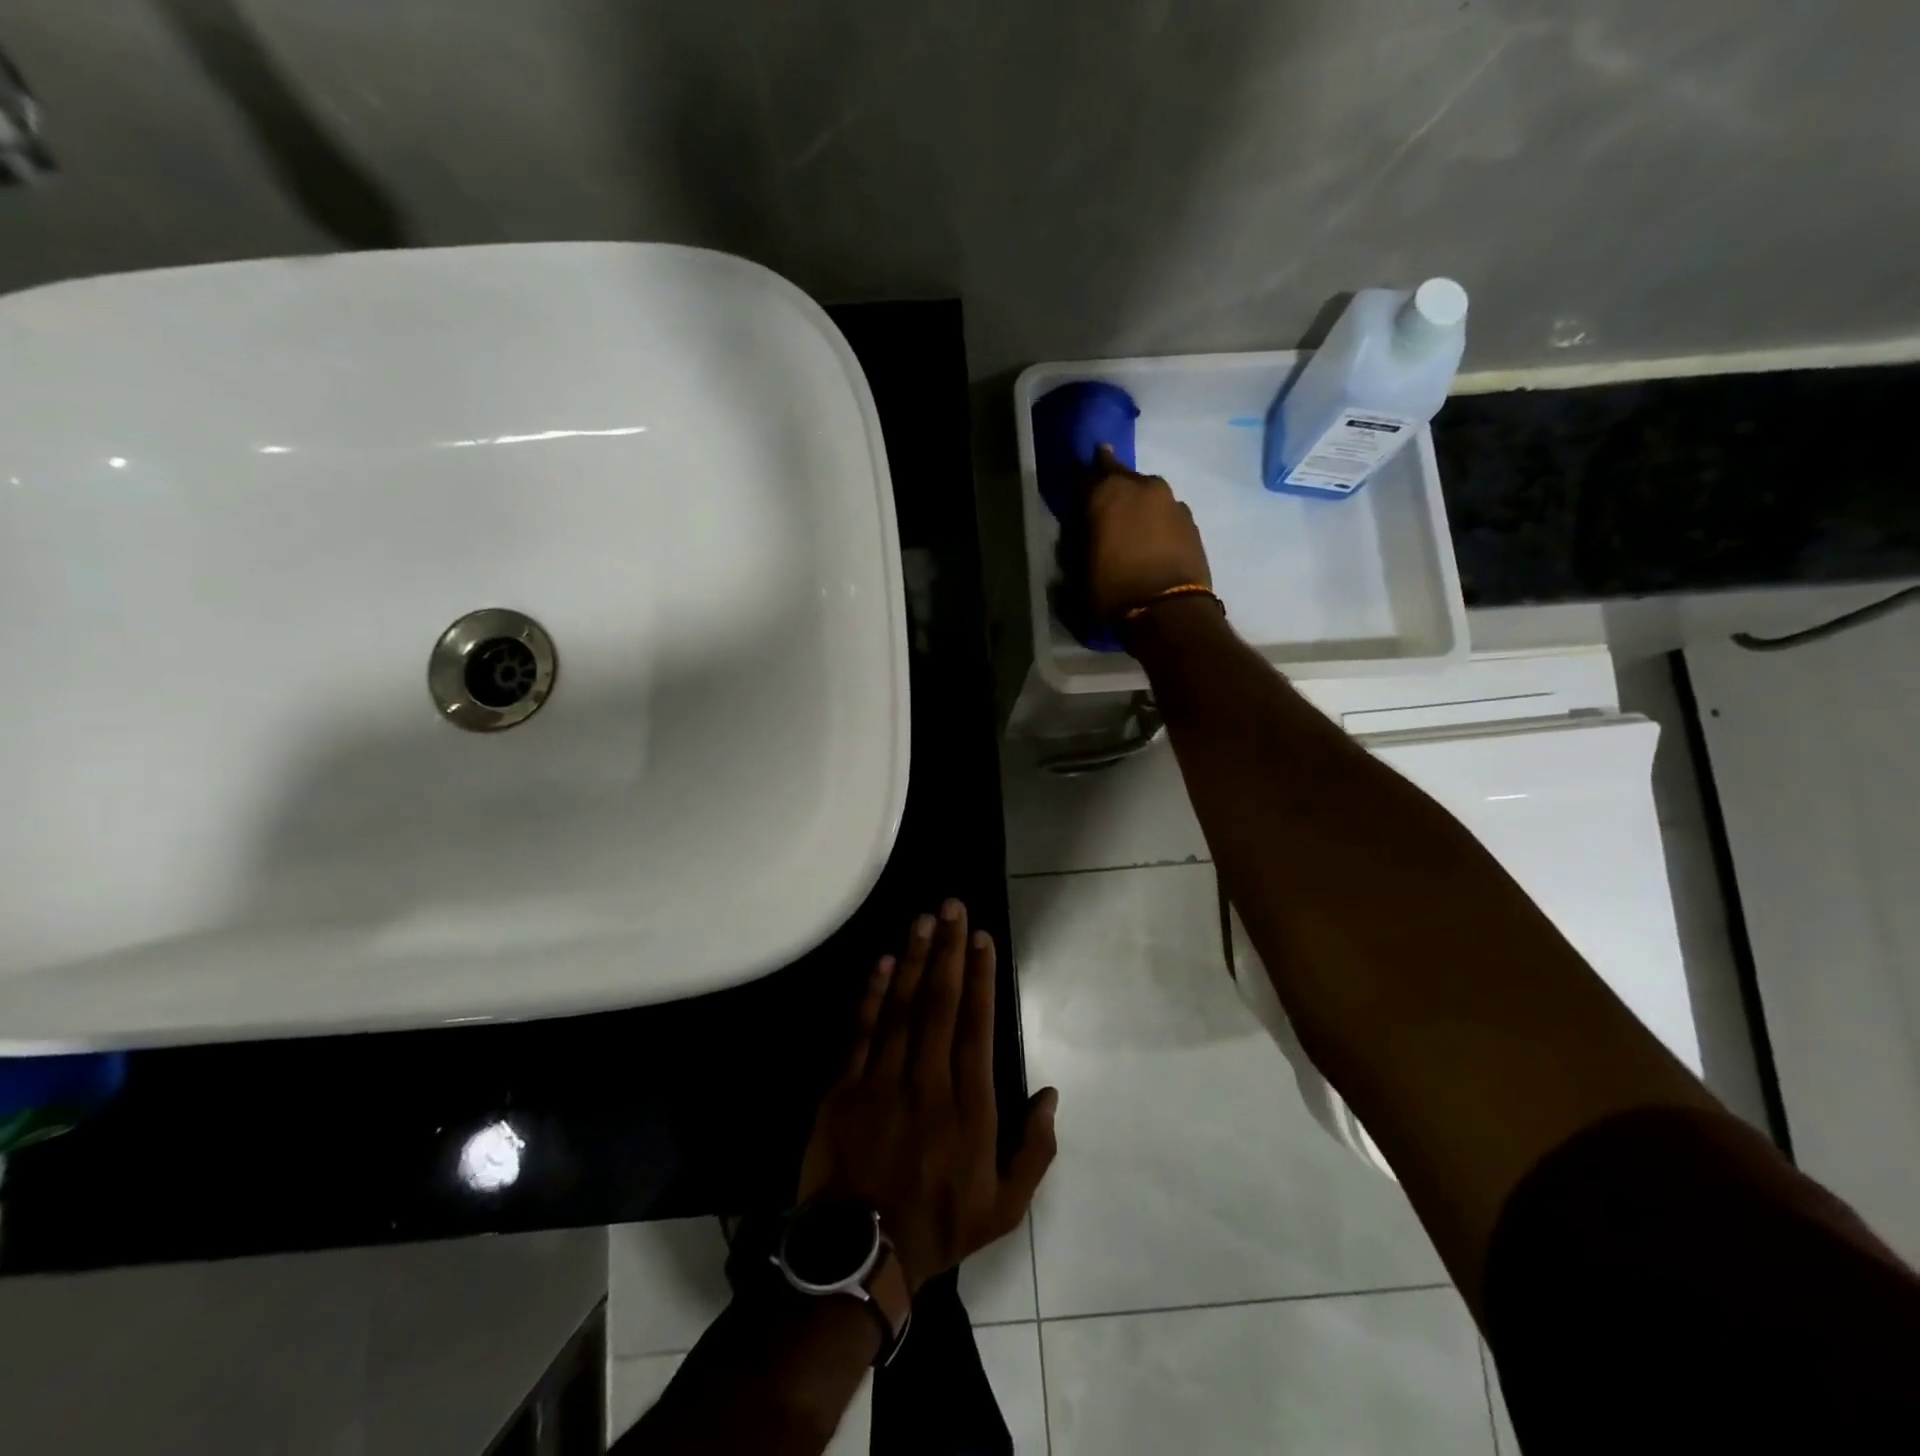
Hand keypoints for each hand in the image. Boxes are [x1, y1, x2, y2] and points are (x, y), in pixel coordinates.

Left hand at [797, 900, 1058, 1293]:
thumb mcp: (1005, 1206)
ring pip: (900, 1007)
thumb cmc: (938, 1226)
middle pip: (939, 1003)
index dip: (981, 977)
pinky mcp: (843, 1089)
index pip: (977, 1026)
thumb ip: (1035, 1149)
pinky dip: (871, 994)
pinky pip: (860, 1031)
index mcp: (969, 1107)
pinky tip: (880, 962)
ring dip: (912, 958)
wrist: (859, 1257)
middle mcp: (927, 1082)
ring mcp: (881, 1081)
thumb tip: (1050, 1093)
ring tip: (923, 919)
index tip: (981, 938)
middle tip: (953, 905)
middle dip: (948, 950)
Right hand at [1084, 444, 1211, 623]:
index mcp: (1105, 493)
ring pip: (1146, 489)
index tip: (1075, 493)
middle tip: (1103, 493)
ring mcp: (1169, 500)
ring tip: (1131, 518)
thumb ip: (1078, 541)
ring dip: (1136, 498)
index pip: (1084, 477)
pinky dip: (1156, 517)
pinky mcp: (1189, 518)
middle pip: (1120, 474)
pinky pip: (1166, 509)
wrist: (1169, 609)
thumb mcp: (1080, 570)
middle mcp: (1139, 486)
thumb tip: (1082, 530)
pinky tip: (1153, 534)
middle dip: (1109, 479)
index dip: (1078, 486)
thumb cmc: (1114, 590)